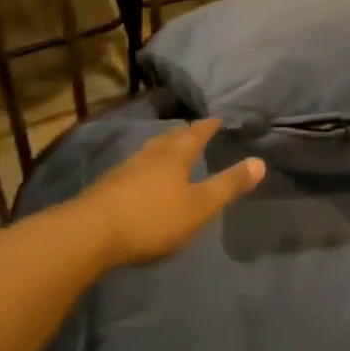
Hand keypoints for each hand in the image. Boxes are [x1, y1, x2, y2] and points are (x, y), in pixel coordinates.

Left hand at [72, 118, 264, 268]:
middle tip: (195, 131)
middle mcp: (150, 155)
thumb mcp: (199, 207)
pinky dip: (146, 167)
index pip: (196, 133)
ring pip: (150, 151)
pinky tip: (143, 179)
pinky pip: (135, 168)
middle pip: (170, 138)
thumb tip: (260, 162)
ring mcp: (125, 169)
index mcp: (174, 156)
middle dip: (184, 134)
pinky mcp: (108, 186)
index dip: (209, 125)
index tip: (218, 117)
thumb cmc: (152, 218)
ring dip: (163, 149)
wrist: (90, 233)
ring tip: (171, 151)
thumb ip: (228, 185)